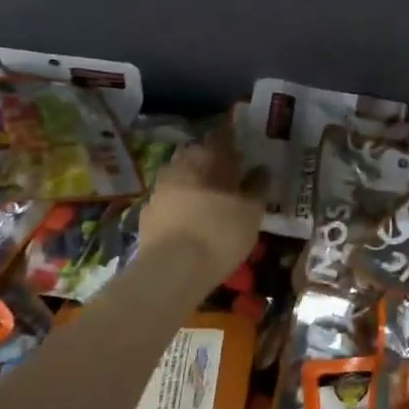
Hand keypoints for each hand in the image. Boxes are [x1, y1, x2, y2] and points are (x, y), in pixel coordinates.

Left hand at [136, 112, 265, 285]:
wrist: (171, 270)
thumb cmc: (219, 233)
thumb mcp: (251, 212)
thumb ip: (257, 187)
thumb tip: (261, 170)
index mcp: (205, 158)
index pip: (220, 137)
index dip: (232, 140)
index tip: (242, 146)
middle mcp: (178, 166)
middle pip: (195, 156)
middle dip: (210, 162)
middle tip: (228, 175)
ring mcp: (158, 191)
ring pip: (180, 178)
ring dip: (194, 184)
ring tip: (211, 200)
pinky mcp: (146, 216)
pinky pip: (169, 202)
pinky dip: (181, 206)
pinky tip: (192, 221)